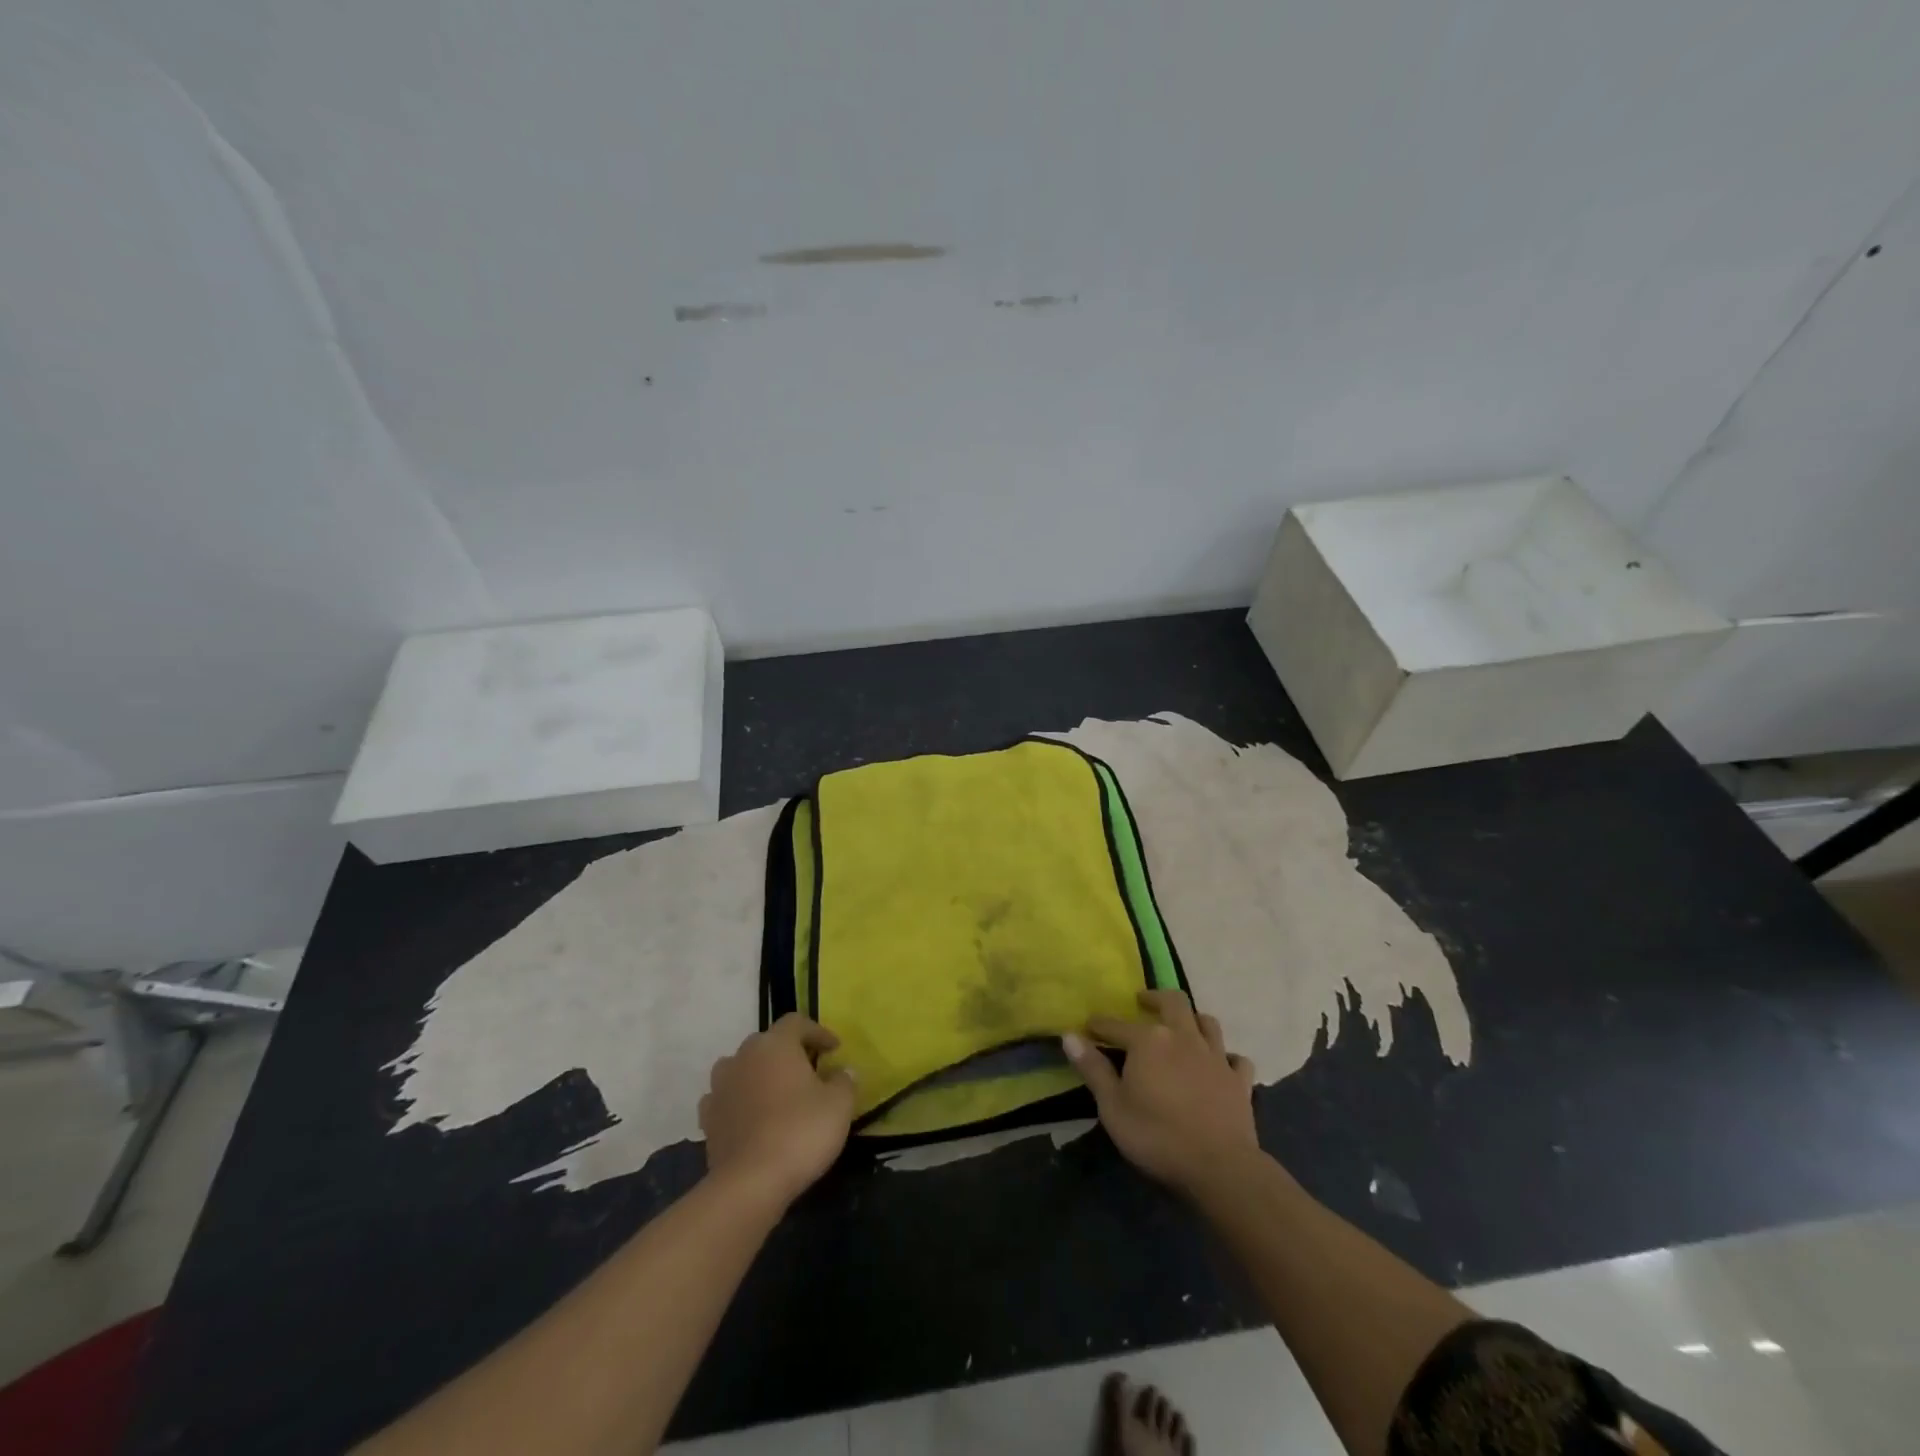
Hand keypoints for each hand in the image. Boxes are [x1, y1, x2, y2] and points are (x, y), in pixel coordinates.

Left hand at [699, 1015, 856, 1206]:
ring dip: (759, 1075)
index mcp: (775, 1044)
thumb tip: (842, 1072)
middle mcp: (743, 1056)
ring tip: (778, 1094)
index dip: (818, 1032)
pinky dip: (739, 1102)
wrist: (750, 1183)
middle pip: (768, 1043)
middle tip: (809, 1072)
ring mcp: (720, 1086)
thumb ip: (844, 1081)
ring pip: (742, 1067)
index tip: (834, 1050)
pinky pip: (726, 1098)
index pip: (796, 1023)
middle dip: (788, 1053)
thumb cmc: (801, 1132)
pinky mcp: (707, 1118)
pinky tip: (751, 1117)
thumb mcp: (839, 1104)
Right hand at [1063, 990, 1257, 1193]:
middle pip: (1172, 1002)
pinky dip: (1227, 1057)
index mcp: (1148, 1041)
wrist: (1219, 1166)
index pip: (1116, 1025)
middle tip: (1143, 1001)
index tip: (1088, 1026)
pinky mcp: (1239, 1081)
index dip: (1100, 1025)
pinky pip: (1236, 1059)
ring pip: (1207, 1022)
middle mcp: (1183, 1037)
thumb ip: (1093, 1069)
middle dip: (1154, 998)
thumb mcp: (1113, 1107)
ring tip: (1183, 1024)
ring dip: (1193, 1019)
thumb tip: (1069, 1035)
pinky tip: (1222, 1064)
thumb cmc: (1157, 1136)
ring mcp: (1215, 1056)